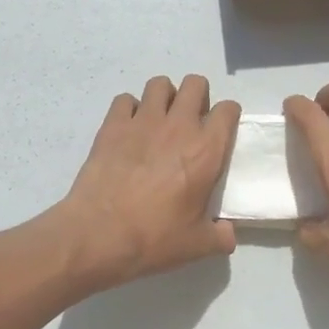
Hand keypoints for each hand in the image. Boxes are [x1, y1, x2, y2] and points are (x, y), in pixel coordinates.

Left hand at [55, 75, 239, 289]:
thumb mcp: (197, 245)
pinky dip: (129, 109)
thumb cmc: (154, 238)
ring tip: (160, 119)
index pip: (228, 110)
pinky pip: (125, 99)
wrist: (99, 234)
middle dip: (197, 96)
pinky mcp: (113, 125)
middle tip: (190, 121)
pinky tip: (128, 129)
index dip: (227, 116)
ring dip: (164, 97)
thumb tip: (228, 234)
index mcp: (206, 151)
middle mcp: (178, 126)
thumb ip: (220, 236)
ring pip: (160, 84)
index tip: (221, 130)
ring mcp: (143, 121)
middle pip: (196, 84)